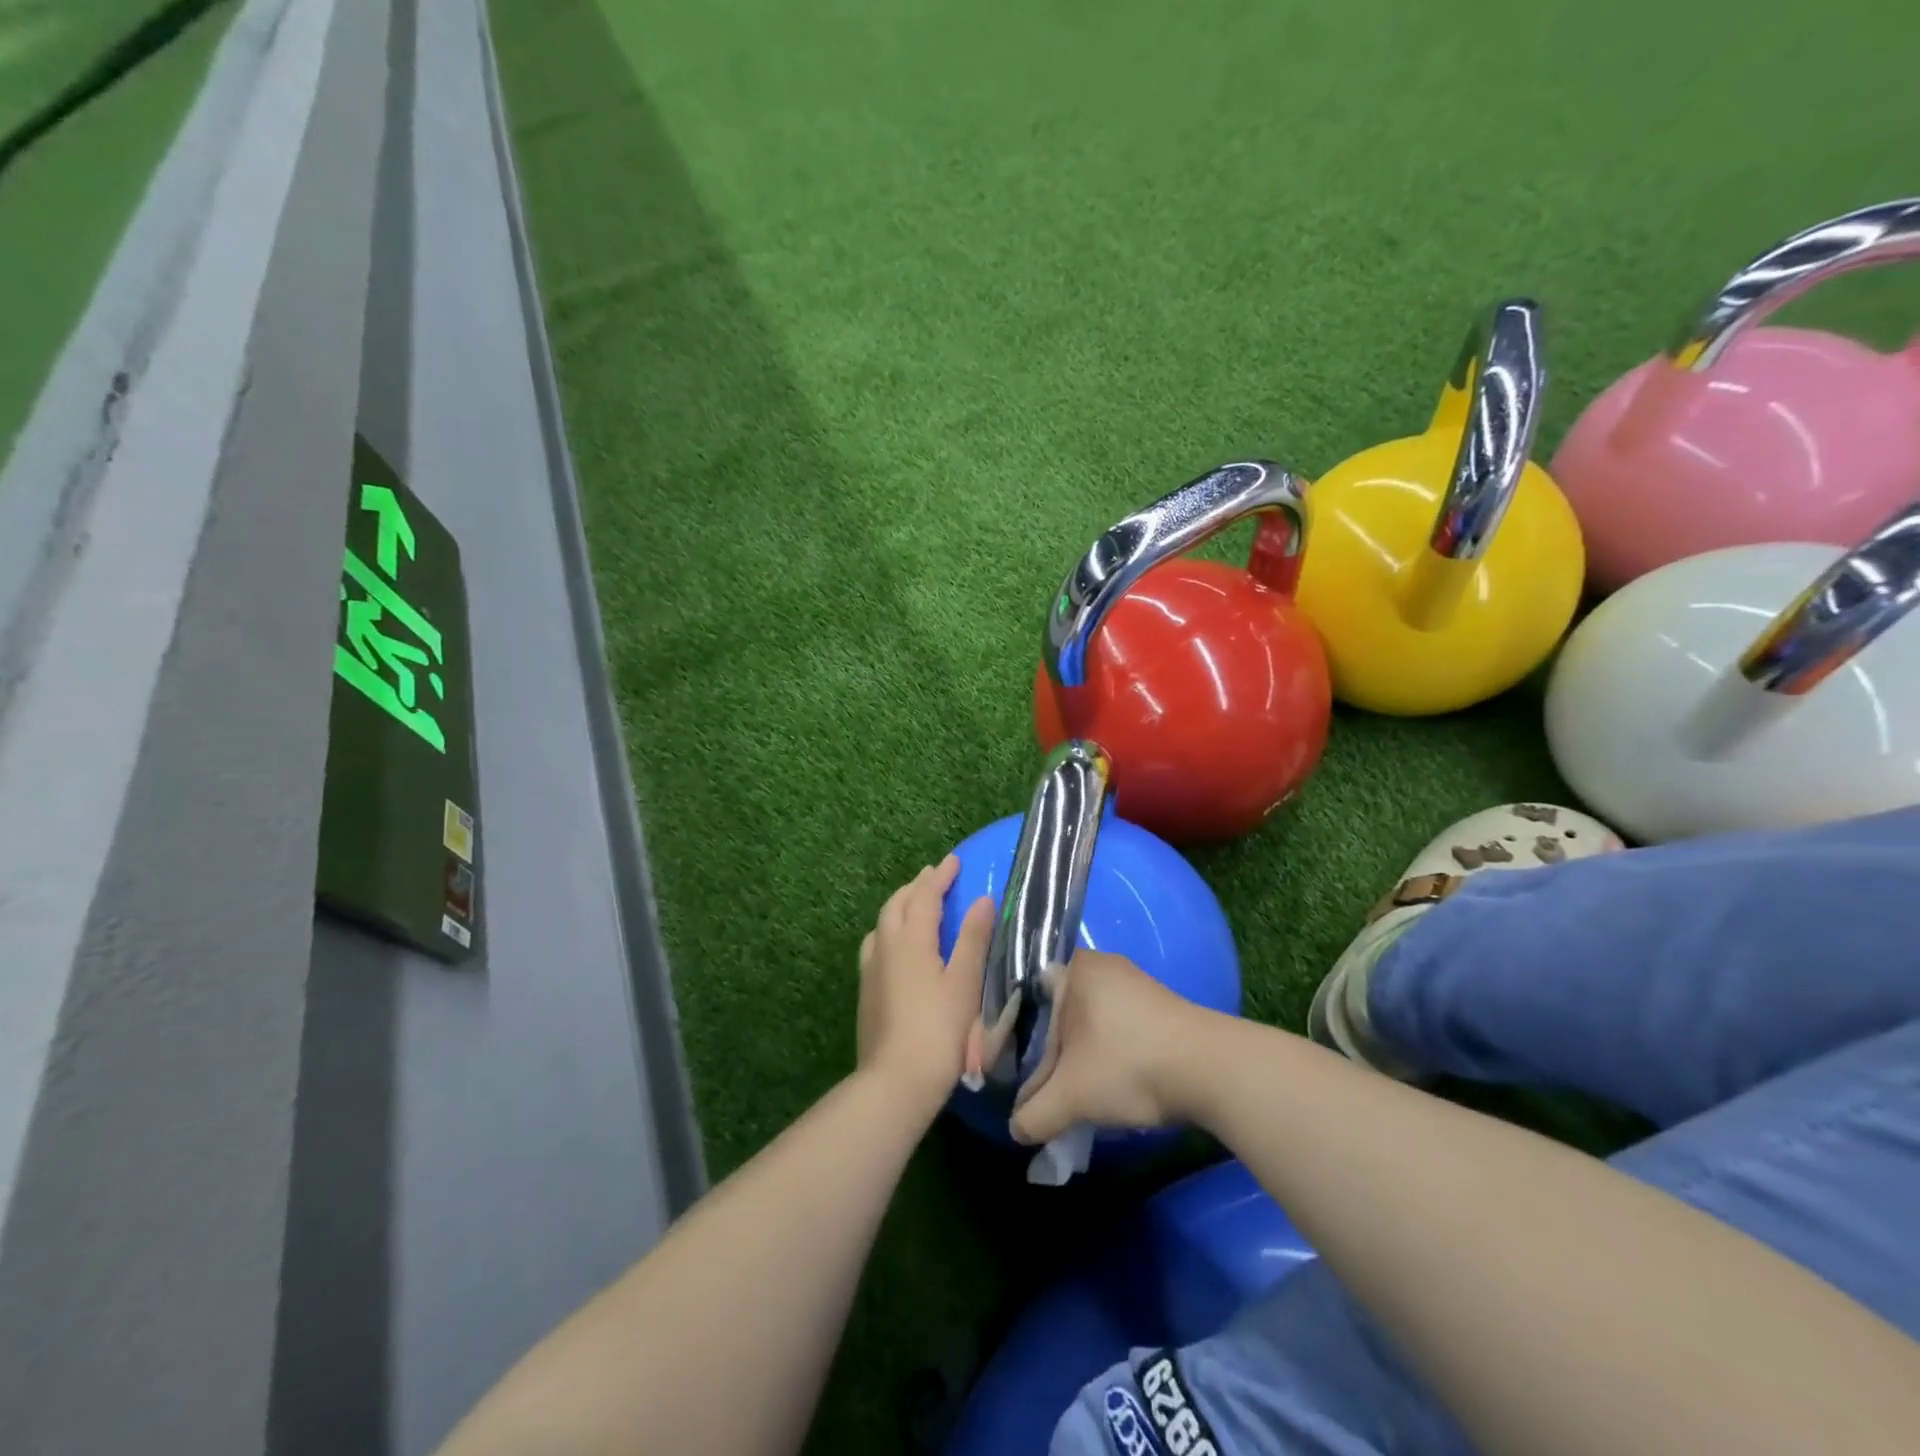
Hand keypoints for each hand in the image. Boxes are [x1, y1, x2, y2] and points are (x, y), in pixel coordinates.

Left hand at [857, 855, 994, 1109]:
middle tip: (934, 877)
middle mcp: (885, 946)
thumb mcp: (965, 981)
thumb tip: (983, 899)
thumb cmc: (940, 1029)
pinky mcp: (866, 991)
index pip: (924, 895)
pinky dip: (890, 930)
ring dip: (899, 906)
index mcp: (910, 939)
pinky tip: (897, 947)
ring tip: (915, 905)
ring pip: (882, 923)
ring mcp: (871, 969)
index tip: (954, 861)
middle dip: (916, 886)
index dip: (940, 876)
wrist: (896, 1079)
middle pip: (896, 904)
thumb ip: (973, 938)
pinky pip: (876, 944)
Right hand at [1009, 948, 1211, 1144]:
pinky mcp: (1155, 1005)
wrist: (1211, 1069)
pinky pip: (1112, 1025)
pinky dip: (1101, 1052)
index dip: (1008, 1033)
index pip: (1023, 995)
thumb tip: (1015, 1130)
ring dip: (1074, 1055)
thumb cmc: (1128, 1064)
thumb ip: (1035, 1113)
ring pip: (1084, 1020)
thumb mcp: (1072, 1096)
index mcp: (1072, 968)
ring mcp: (1131, 983)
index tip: (1001, 1066)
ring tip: (1066, 1091)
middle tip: (1033, 1086)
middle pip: (1055, 1010)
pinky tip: (1102, 1083)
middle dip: (1044, 1051)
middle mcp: (1099, 965)